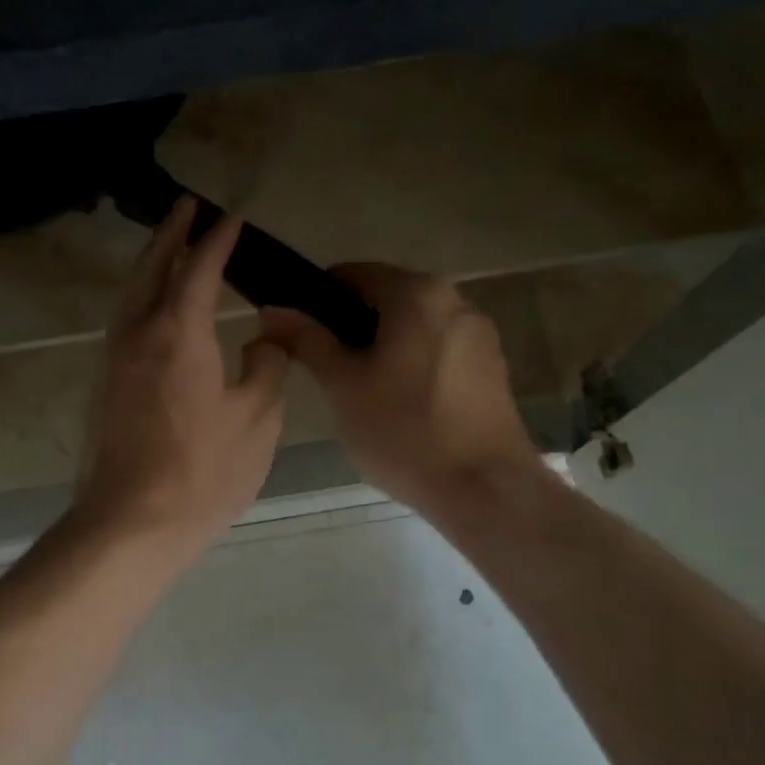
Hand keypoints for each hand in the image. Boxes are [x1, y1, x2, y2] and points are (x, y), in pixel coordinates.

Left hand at [73, 200, 290, 562]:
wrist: (130, 523)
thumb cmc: (203, 472)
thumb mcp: (257, 419)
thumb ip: (267, 367)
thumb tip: (264, 339)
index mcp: (179, 332)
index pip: (200, 268)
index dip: (218, 240)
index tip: (232, 217)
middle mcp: (139, 333)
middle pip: (152, 268)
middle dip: (171, 233)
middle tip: (187, 206)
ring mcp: (115, 358)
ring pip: (131, 293)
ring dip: (151, 262)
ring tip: (171, 245)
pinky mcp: (106, 384)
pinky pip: (125, 319)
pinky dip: (142, 295)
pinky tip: (157, 306)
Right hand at [262, 264, 539, 515]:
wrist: (486, 490)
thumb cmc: (405, 432)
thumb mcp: (342, 385)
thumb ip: (306, 340)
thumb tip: (272, 309)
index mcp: (417, 293)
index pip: (350, 274)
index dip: (315, 300)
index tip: (298, 336)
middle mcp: (455, 298)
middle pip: (384, 298)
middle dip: (350, 328)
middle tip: (326, 372)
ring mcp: (478, 332)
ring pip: (412, 325)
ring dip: (381, 347)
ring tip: (362, 393)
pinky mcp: (492, 365)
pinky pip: (437, 348)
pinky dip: (411, 363)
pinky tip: (402, 405)